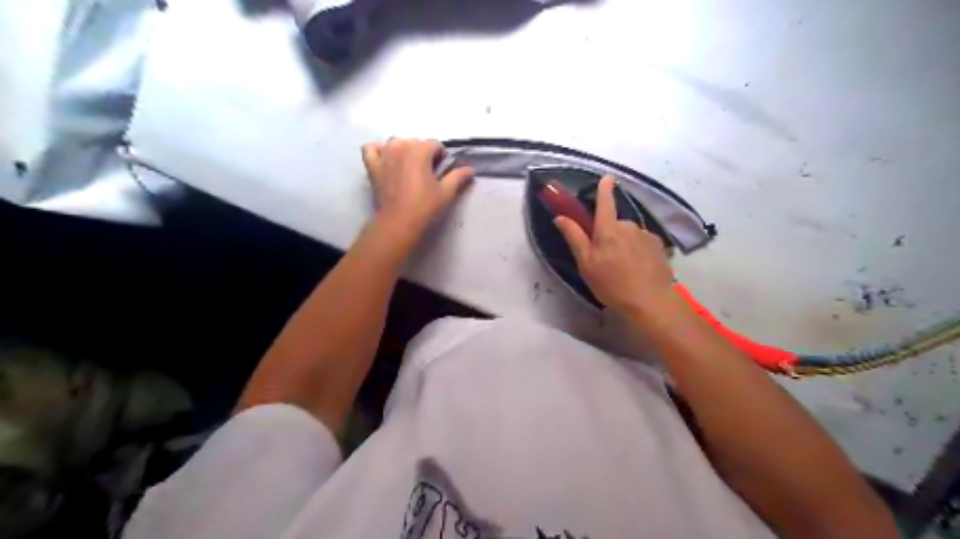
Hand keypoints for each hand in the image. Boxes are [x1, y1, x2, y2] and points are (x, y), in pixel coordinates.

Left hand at [362, 140, 472, 233]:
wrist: (398, 222)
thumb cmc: (424, 206)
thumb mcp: (446, 192)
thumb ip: (458, 176)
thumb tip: (470, 169)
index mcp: (420, 150)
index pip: (435, 144)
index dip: (441, 157)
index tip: (441, 172)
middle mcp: (401, 146)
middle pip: (416, 142)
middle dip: (423, 154)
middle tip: (427, 174)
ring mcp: (384, 154)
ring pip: (396, 143)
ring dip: (404, 150)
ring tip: (409, 168)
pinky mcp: (372, 165)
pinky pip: (371, 148)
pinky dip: (378, 151)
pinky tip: (386, 160)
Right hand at [551, 175, 677, 318]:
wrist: (650, 301)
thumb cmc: (612, 284)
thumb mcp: (586, 264)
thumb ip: (574, 238)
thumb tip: (560, 217)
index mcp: (608, 230)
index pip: (605, 202)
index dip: (604, 188)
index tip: (607, 177)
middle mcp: (628, 226)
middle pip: (615, 223)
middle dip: (609, 234)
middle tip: (605, 258)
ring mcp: (646, 235)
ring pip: (629, 234)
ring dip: (624, 244)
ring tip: (623, 268)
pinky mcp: (659, 246)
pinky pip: (642, 242)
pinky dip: (638, 250)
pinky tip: (637, 268)